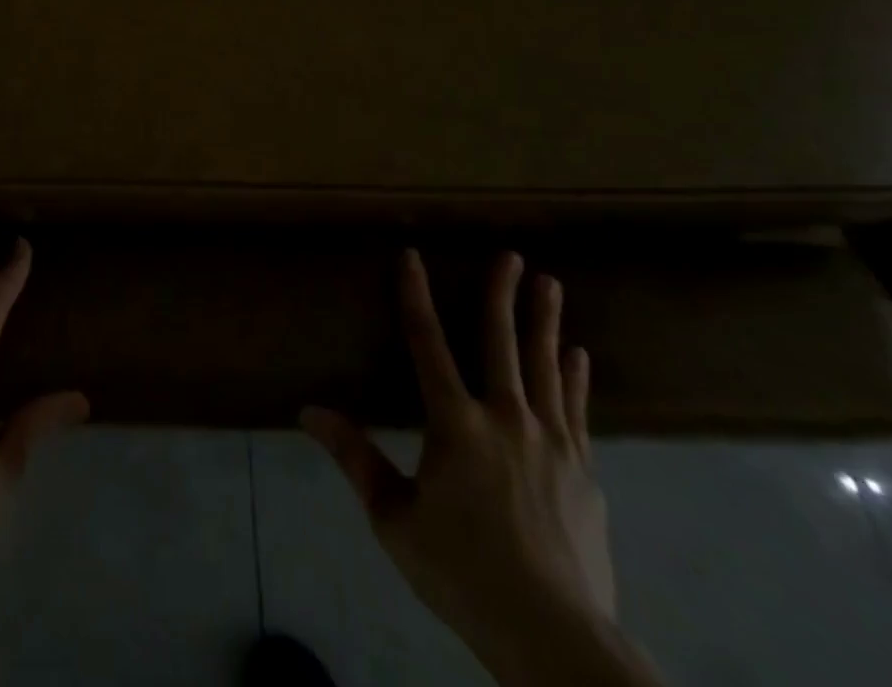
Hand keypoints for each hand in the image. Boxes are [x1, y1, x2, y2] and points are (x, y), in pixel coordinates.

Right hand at [302, 251, 651, 686]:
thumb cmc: (463, 573)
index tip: (412, 255)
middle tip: (512, 254)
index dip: (415, 295)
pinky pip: (576, 409)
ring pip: (545, 367)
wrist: (555, 638)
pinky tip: (578, 355)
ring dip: (546, 322)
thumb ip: (355, 458)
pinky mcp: (584, 472)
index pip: (427, 343)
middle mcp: (505, 419)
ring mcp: (552, 443)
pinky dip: (575, 377)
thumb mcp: (394, 519)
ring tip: (552, 284)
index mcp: (456, 424)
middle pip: (502, 342)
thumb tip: (308, 411)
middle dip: (503, 294)